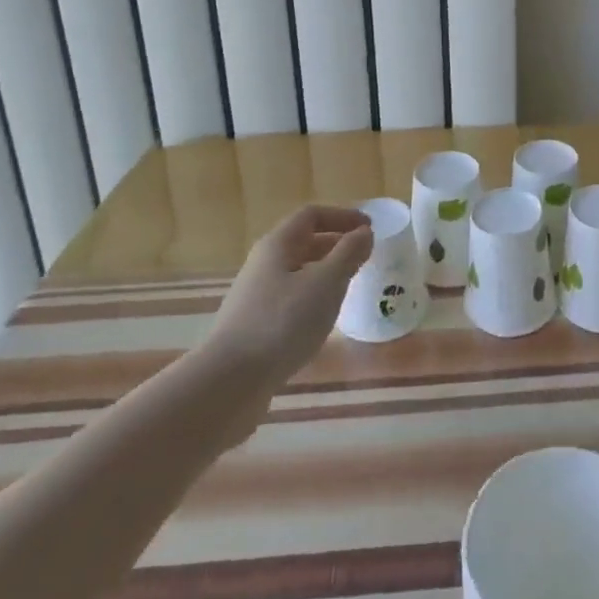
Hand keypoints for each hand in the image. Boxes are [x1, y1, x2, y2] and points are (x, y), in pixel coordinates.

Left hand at [210, 205, 372, 381]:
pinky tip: (322, 320)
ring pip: (296, 273)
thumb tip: (363, 232)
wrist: (229, 383)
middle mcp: (263, 264)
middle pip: (302, 242)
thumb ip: (348, 254)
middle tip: (363, 256)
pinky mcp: (253, 327)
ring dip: (324, 273)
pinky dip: (311, 299)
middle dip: (335, 243)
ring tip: (348, 287)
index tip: (369, 227)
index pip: (311, 215)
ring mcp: (255, 297)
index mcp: (277, 245)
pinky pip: (289, 299)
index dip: (342, 216)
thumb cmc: (282, 323)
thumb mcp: (326, 283)